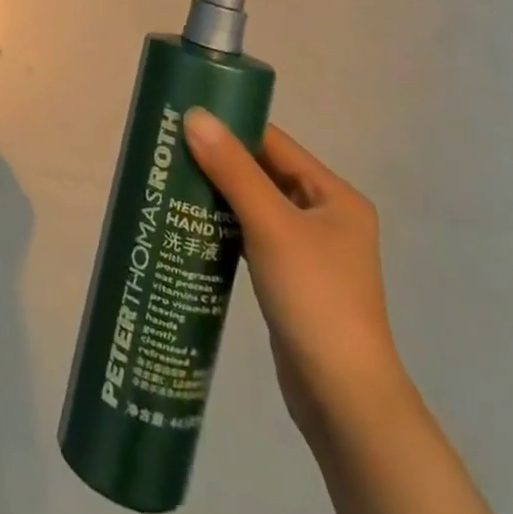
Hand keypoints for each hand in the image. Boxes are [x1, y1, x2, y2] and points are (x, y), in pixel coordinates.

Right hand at [182, 110, 410, 441]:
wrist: (343, 399)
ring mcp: (309, 249)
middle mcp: (326, 215)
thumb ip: (232, 169)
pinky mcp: (291, 277)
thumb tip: (193, 114)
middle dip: (218, 159)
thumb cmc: (314, 298)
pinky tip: (191, 222)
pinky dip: (224, 224)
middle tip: (168, 147)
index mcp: (334, 195)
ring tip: (171, 179)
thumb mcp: (270, 225)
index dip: (230, 125)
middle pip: (263, 171)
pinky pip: (252, 234)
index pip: (273, 142)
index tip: (182, 116)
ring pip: (254, 204)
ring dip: (218, 192)